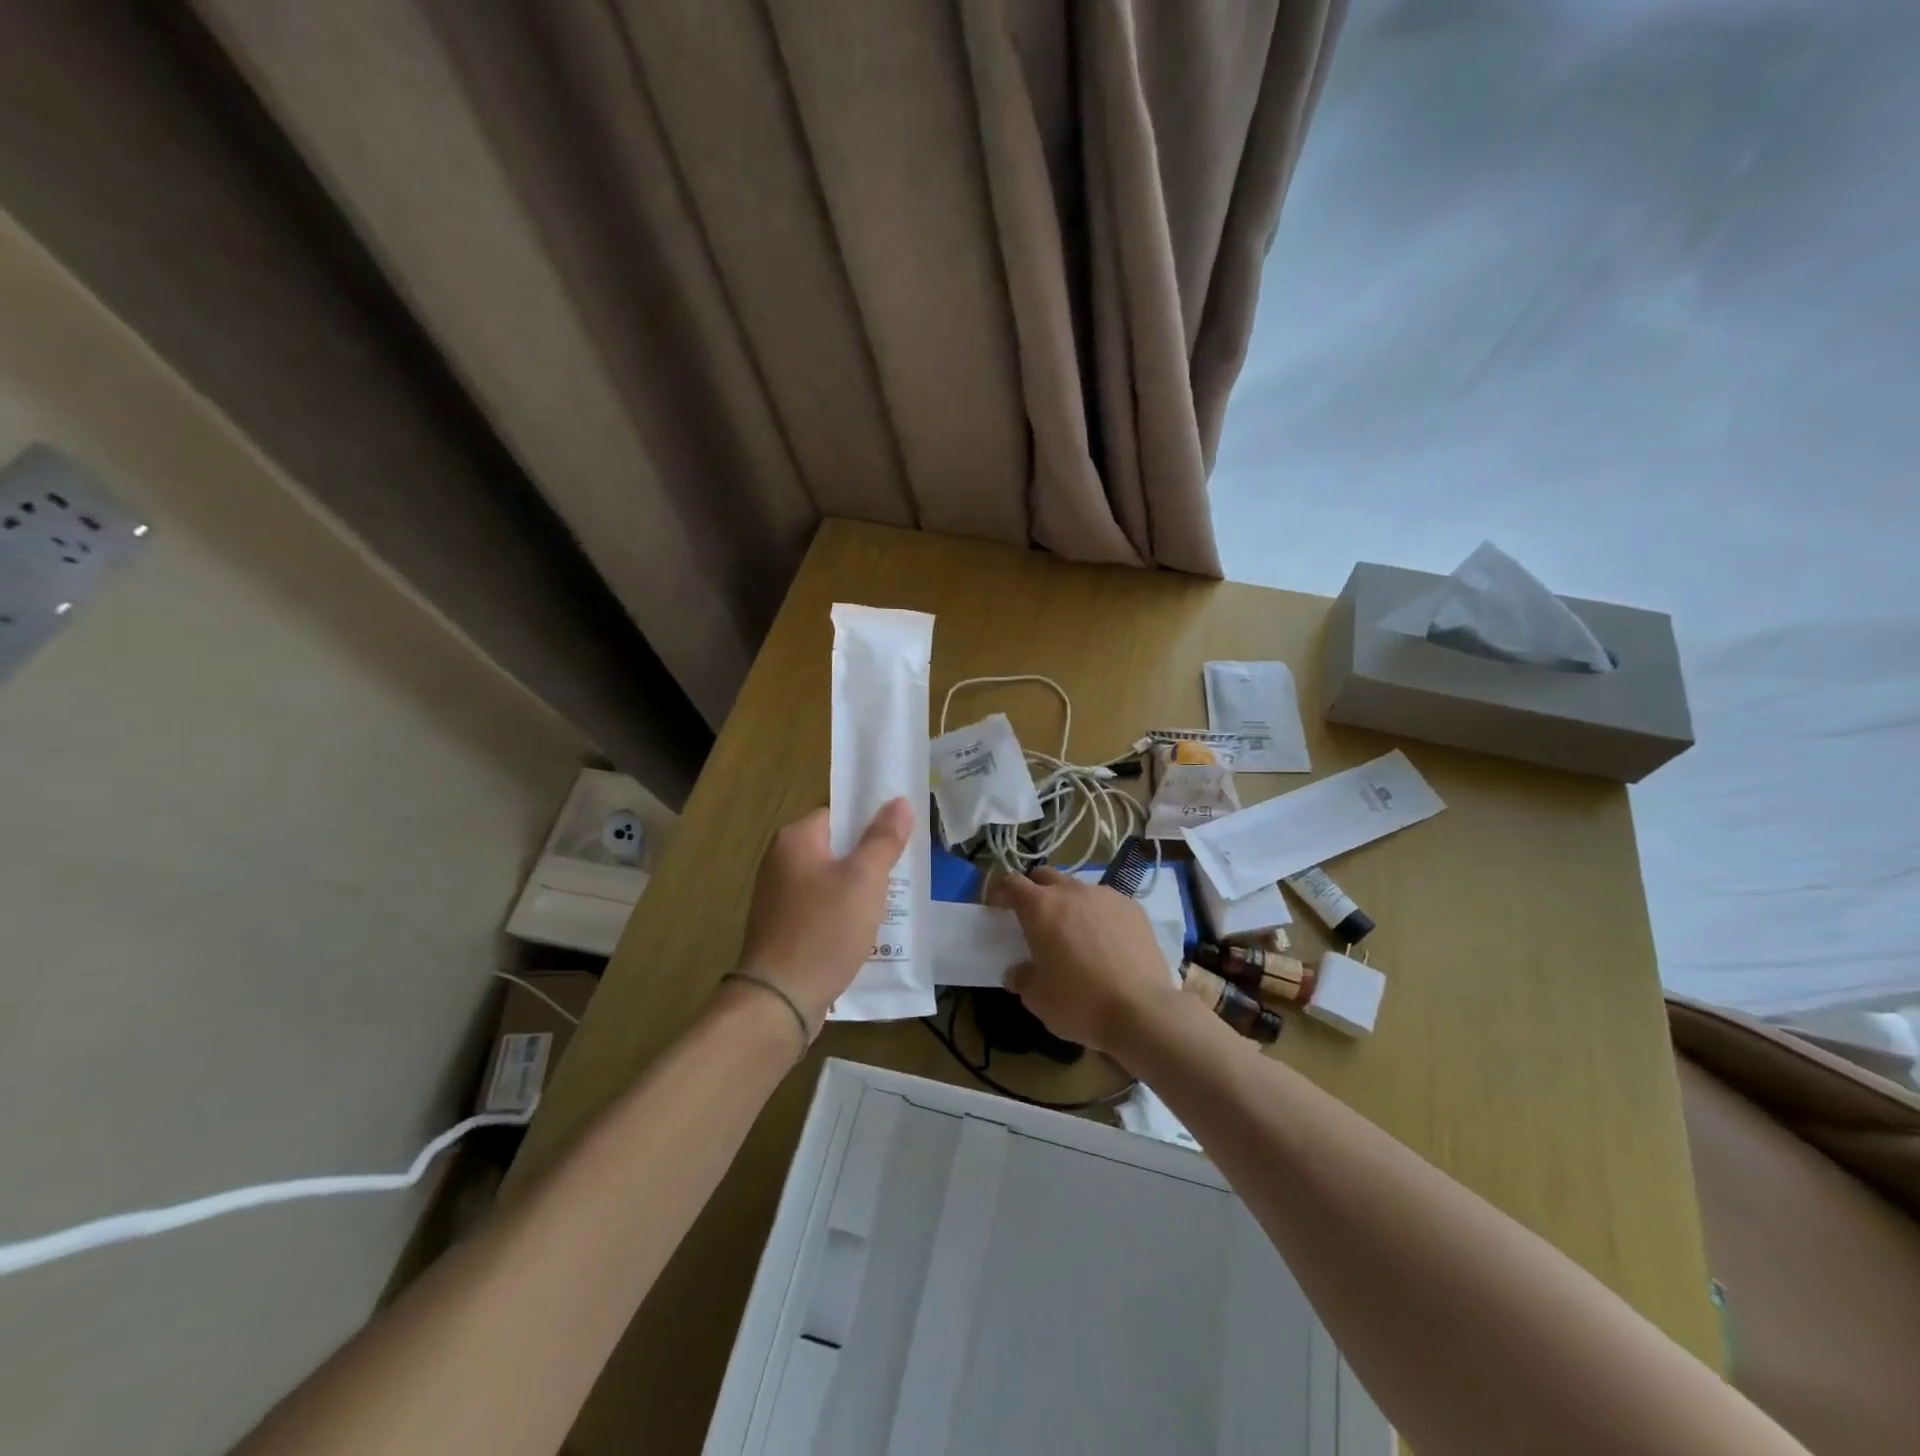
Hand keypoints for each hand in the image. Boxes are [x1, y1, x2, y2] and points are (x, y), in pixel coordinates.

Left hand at [735, 798, 914, 1030]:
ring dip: (857, 892)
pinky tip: (863, 934)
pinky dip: (841, 916)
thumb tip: (899, 802)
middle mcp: (780, 861)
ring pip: (830, 882)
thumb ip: (883, 839)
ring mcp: (777, 897)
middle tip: (900, 876)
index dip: (870, 825)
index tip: (898, 842)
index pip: (838, 815)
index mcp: (795, 839)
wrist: (780, 1000)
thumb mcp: (865, 879)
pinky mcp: (781, 928)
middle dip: (868, 862)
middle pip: (835, 849)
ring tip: (889, 906)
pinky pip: (820, 909)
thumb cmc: (825, 929)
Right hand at [991, 867, 1180, 1056]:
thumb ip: (1021, 978)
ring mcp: (1106, 896)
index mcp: (1041, 908)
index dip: (1000, 891)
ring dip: (1068, 902)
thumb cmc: (1080, 1003)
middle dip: (1034, 890)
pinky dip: (1098, 914)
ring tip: (1073, 931)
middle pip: (1045, 876)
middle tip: (1033, 917)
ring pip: (1078, 888)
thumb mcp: (1037, 998)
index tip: (997, 907)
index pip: (1012, 883)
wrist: (1143, 1010)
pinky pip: (1107, 902)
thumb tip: (1018, 971)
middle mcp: (1072, 892)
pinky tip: (1106, 941)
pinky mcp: (1134, 907)